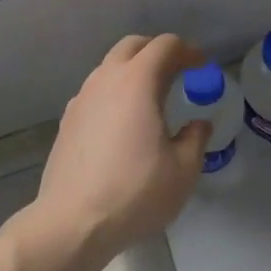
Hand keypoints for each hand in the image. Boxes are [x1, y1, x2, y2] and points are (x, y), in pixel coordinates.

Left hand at [30, 34, 211, 262]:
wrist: (71, 225)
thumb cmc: (134, 193)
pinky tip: (123, 123)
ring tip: (151, 99)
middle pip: (133, 45)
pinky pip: (96, 91)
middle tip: (176, 73)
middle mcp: (107, 79)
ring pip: (110, 67)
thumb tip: (199, 124)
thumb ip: (196, 139)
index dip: (188, 51)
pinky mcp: (67, 121)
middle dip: (158, 51)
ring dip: (133, 71)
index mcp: (137, 81)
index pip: (165, 46)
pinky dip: (114, 93)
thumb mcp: (182, 171)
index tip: (202, 66)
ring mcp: (82, 98)